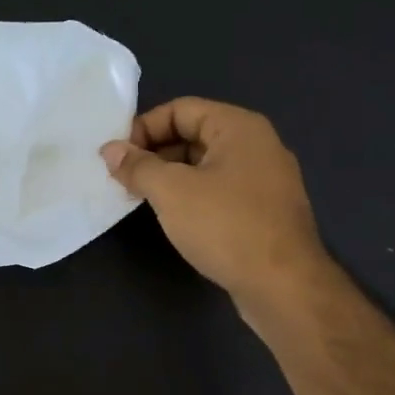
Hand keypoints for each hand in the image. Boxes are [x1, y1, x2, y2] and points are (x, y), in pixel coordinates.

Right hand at [102, 98, 333, 327]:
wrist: (283, 285)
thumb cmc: (225, 226)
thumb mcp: (171, 191)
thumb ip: (138, 166)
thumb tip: (111, 150)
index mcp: (239, 127)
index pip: (180, 109)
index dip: (143, 127)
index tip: (117, 157)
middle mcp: (257, 145)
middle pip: (194, 135)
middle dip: (155, 153)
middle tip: (123, 179)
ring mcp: (265, 180)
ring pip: (206, 166)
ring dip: (171, 177)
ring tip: (141, 199)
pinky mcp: (265, 212)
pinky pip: (220, 191)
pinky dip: (193, 197)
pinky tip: (175, 219)